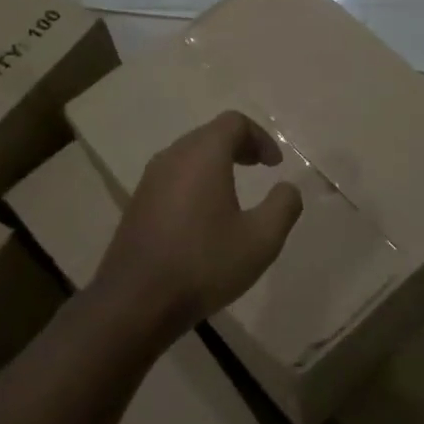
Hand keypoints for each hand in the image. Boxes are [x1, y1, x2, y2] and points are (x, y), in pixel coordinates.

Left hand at [94, 111, 303, 346]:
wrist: (136, 301)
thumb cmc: (204, 264)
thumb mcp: (261, 240)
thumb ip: (283, 206)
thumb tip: (288, 188)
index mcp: (203, 155)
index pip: (234, 122)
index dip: (260, 137)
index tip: (275, 165)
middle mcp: (173, 157)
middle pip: (209, 134)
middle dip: (239, 146)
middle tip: (259, 168)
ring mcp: (150, 179)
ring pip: (188, 155)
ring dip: (215, 163)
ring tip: (234, 191)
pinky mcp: (138, 202)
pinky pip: (173, 176)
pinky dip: (195, 181)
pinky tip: (204, 216)